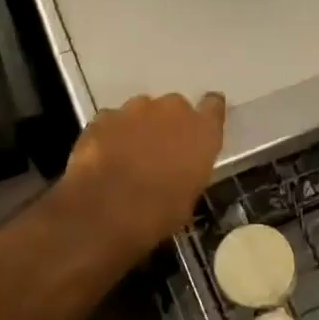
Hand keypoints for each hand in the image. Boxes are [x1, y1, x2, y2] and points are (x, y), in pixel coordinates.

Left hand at [59, 92, 225, 256]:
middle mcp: (173, 110)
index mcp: (202, 131)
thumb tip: (179, 171)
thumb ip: (189, 170)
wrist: (106, 211)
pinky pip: (112, 121)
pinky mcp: (104, 116)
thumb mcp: (188, 197)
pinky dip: (111, 134)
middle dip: (167, 124)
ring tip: (128, 155)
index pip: (213, 106)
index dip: (207, 113)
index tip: (201, 125)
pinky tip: (104, 157)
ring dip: (139, 127)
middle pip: (174, 107)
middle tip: (159, 150)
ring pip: (141, 111)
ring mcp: (135, 109)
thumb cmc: (159, 213)